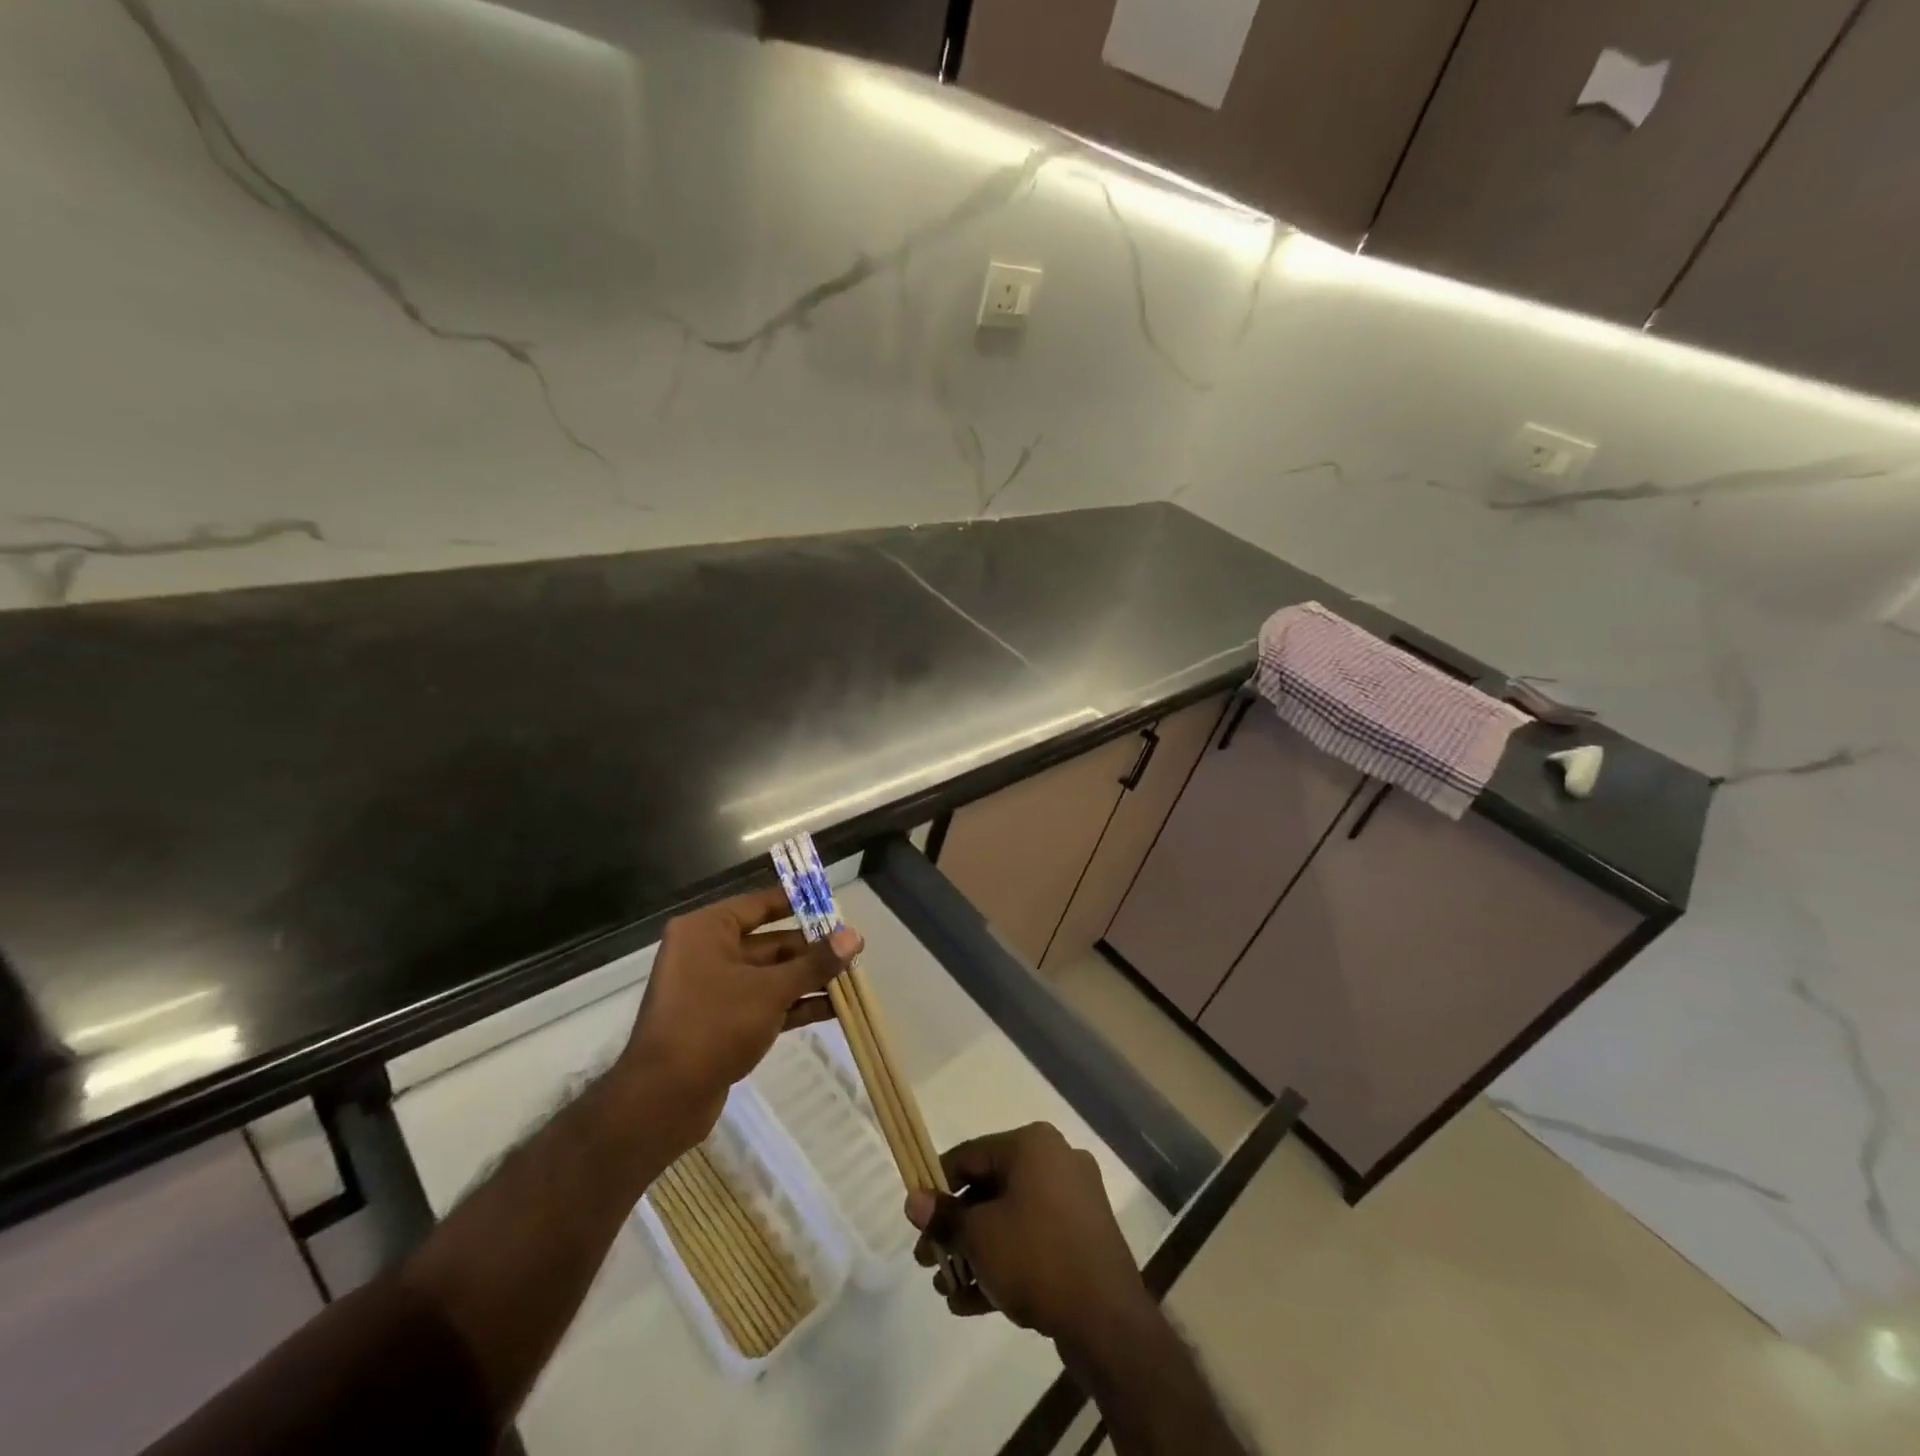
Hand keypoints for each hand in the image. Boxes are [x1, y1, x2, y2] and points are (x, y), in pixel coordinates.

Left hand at [618, 886, 860, 1154]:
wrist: (662, 1100)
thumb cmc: (713, 1025)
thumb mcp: (771, 990)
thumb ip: (815, 962)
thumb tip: (854, 936)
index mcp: (707, 930)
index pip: (760, 904)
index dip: (799, 904)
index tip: (835, 906)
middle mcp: (707, 952)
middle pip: (770, 942)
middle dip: (812, 949)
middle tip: (855, 951)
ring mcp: (713, 990)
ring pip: (770, 975)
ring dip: (808, 979)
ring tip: (853, 979)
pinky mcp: (721, 1023)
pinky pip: (764, 1003)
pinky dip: (795, 1004)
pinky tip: (835, 1009)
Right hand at [905, 1123, 1152, 1353]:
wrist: (1106, 1319)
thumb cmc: (1035, 1257)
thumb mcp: (978, 1236)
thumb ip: (944, 1217)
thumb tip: (913, 1200)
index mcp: (1032, 1144)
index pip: (970, 1155)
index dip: (937, 1186)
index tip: (916, 1220)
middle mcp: (1056, 1160)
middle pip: (990, 1188)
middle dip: (956, 1229)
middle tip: (929, 1260)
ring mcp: (1074, 1199)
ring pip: (1011, 1218)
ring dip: (976, 1251)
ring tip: (949, 1288)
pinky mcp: (1084, 1236)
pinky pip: (1033, 1240)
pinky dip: (1005, 1261)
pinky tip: (972, 1302)